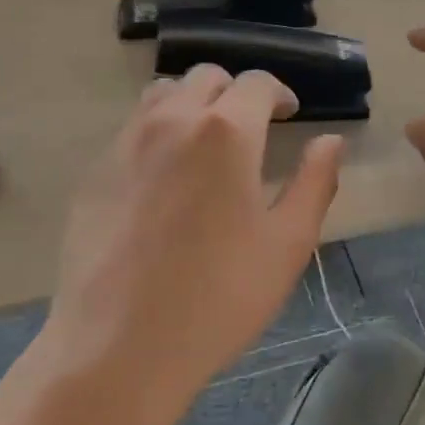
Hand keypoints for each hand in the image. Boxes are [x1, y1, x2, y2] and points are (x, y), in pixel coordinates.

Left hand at [34, 66, 343, 424]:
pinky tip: (166, 180)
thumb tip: (330, 141)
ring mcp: (125, 144)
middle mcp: (171, 121)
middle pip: (206, 78)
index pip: (256, 83)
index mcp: (226, 132)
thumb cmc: (220, 297)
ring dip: (193, 104)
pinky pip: (131, 130)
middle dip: (236, 94)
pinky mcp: (94, 173)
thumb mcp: (288, 244)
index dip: (279, 93)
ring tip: (207, 145)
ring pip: (162, 95)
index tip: (289, 114)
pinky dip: (158, 133)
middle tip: (253, 129)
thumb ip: (315, 182)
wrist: (120, 346)